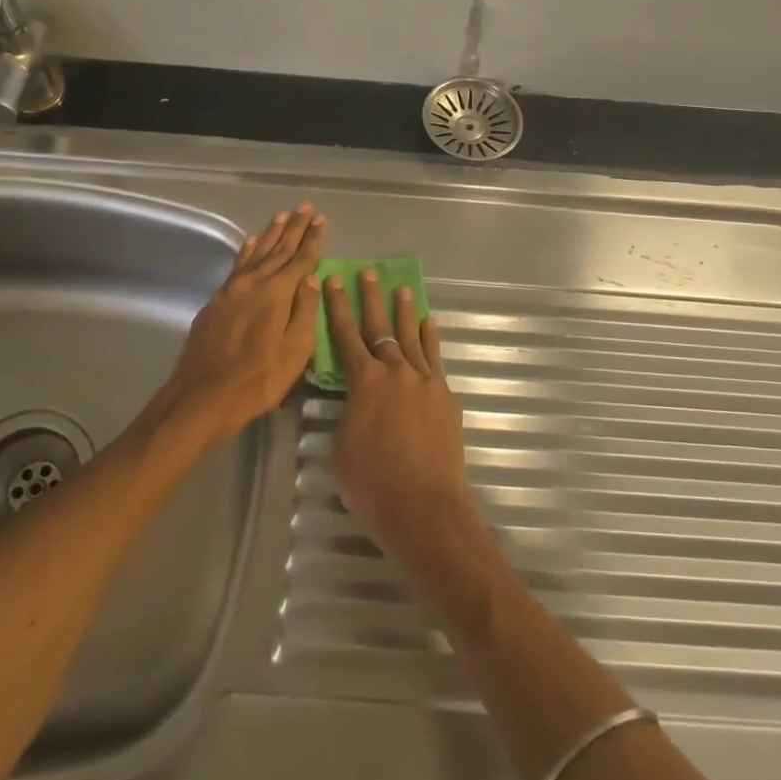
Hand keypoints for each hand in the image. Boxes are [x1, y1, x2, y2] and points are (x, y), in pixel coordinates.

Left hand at [166, 203, 325, 440]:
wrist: (202, 396)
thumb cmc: (258, 379)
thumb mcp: (295, 350)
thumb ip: (305, 311)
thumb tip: (313, 278)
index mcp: (277, 292)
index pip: (301, 258)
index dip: (313, 239)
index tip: (321, 219)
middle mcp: (254, 282)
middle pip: (279, 248)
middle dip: (294, 227)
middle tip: (305, 207)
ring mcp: (232, 289)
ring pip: (256, 252)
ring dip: (271, 233)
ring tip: (282, 216)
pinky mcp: (216, 300)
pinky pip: (237, 264)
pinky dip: (247, 250)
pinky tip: (250, 242)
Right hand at [324, 267, 480, 570]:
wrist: (424, 507)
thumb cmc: (372, 483)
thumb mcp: (342, 446)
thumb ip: (349, 412)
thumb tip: (358, 400)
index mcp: (364, 381)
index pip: (345, 335)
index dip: (338, 307)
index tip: (335, 280)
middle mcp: (395, 371)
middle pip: (381, 327)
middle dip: (372, 298)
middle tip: (369, 273)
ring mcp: (424, 381)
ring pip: (412, 337)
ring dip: (405, 312)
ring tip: (402, 289)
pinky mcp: (445, 397)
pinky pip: (435, 359)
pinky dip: (430, 339)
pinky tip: (429, 325)